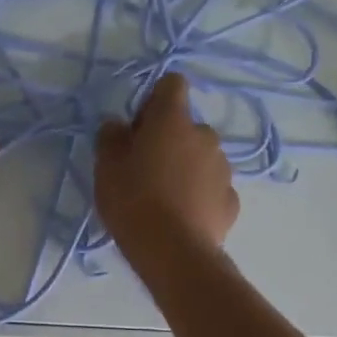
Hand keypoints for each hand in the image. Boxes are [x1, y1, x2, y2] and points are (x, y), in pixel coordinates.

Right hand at [95, 72, 238, 250]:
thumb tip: (119, 125)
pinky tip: (181, 216)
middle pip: (185, 126)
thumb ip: (111, 137)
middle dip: (168, 140)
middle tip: (144, 169)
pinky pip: (211, 187)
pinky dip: (198, 195)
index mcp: (173, 120)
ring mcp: (223, 168)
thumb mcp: (106, 167)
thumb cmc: (133, 200)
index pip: (172, 84)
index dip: (154, 100)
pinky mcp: (231, 200)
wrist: (173, 252)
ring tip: (163, 198)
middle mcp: (205, 136)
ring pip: (201, 157)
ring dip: (185, 167)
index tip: (139, 127)